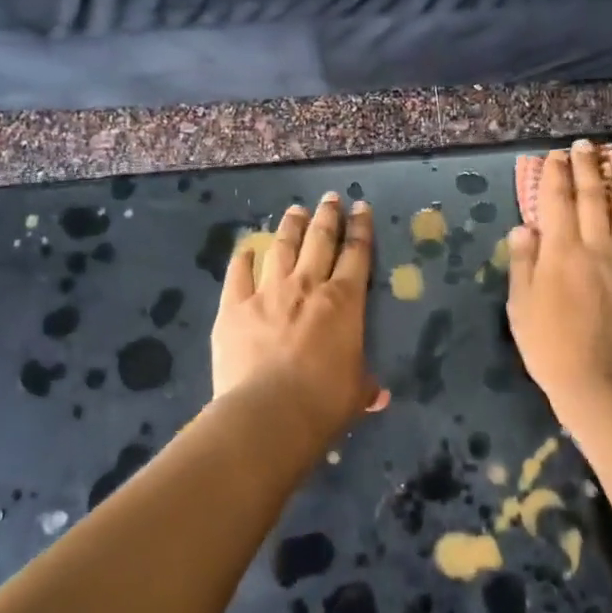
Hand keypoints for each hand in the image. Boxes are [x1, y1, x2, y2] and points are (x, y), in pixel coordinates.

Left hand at [213, 193, 386, 437]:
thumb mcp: (355, 392)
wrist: (268, 414)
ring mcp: (267, 292)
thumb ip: (365, 385)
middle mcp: (307, 286)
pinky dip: (243, 259)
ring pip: (281, 248)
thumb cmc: (324, 402)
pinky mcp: (233, 307)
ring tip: (295, 211)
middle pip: (320, 240)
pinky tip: (246, 249)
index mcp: (344, 301)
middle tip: (330, 198)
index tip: (361, 208)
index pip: (357, 254)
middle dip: (328, 216)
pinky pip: (238, 274)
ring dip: (290, 227)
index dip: (361, 228)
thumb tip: (378, 395)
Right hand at [507, 141, 611, 409]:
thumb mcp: (520, 306)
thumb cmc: (549, 347)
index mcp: (560, 252)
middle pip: (592, 198)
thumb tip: (525, 227)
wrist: (600, 383)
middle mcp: (595, 247)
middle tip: (586, 146)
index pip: (556, 201)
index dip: (555, 175)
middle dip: (587, 168)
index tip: (555, 156)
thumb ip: (523, 262)